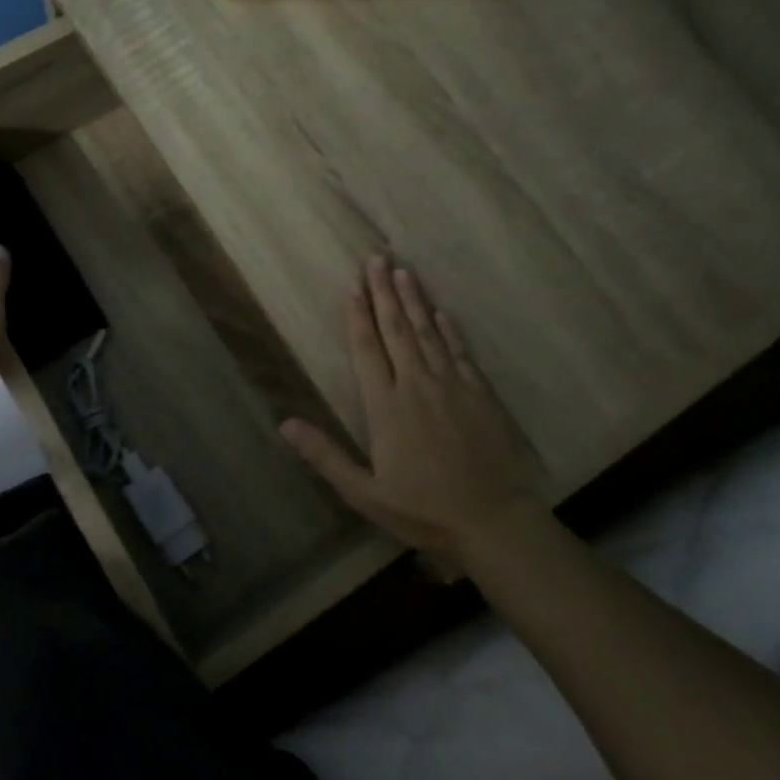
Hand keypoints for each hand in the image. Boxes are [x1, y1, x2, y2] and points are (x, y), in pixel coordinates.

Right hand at [281, 256, 541, 556]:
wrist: (494, 521)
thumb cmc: (424, 510)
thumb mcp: (365, 492)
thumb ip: (325, 456)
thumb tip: (285, 423)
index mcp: (386, 407)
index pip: (367, 349)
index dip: (358, 315)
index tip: (352, 286)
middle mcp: (417, 385)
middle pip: (397, 329)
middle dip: (384, 292)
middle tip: (376, 258)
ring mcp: (451, 386)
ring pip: (427, 333)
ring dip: (414, 300)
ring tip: (403, 270)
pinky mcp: (479, 393)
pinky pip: (459, 351)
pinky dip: (448, 329)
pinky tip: (441, 312)